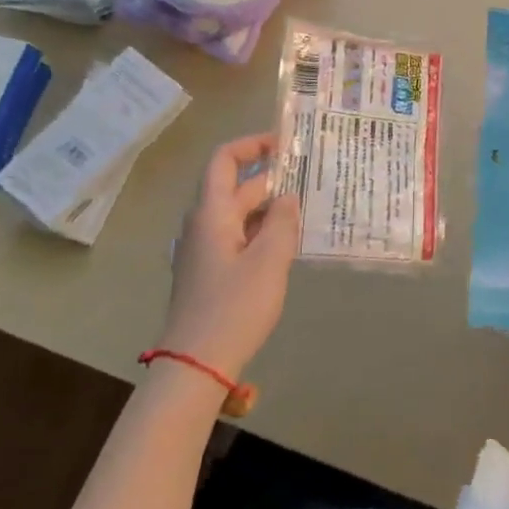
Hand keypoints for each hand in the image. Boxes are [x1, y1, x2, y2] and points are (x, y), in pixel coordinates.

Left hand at [158, 134, 299, 379]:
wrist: (196, 364)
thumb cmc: (234, 307)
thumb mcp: (269, 260)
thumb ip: (282, 222)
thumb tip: (287, 197)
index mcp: (211, 213)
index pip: (225, 160)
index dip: (252, 145)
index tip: (286, 144)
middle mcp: (203, 225)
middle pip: (236, 188)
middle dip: (272, 179)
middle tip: (312, 179)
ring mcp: (204, 250)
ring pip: (239, 215)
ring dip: (270, 208)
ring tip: (307, 210)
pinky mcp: (210, 273)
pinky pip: (238, 238)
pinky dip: (262, 232)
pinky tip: (288, 244)